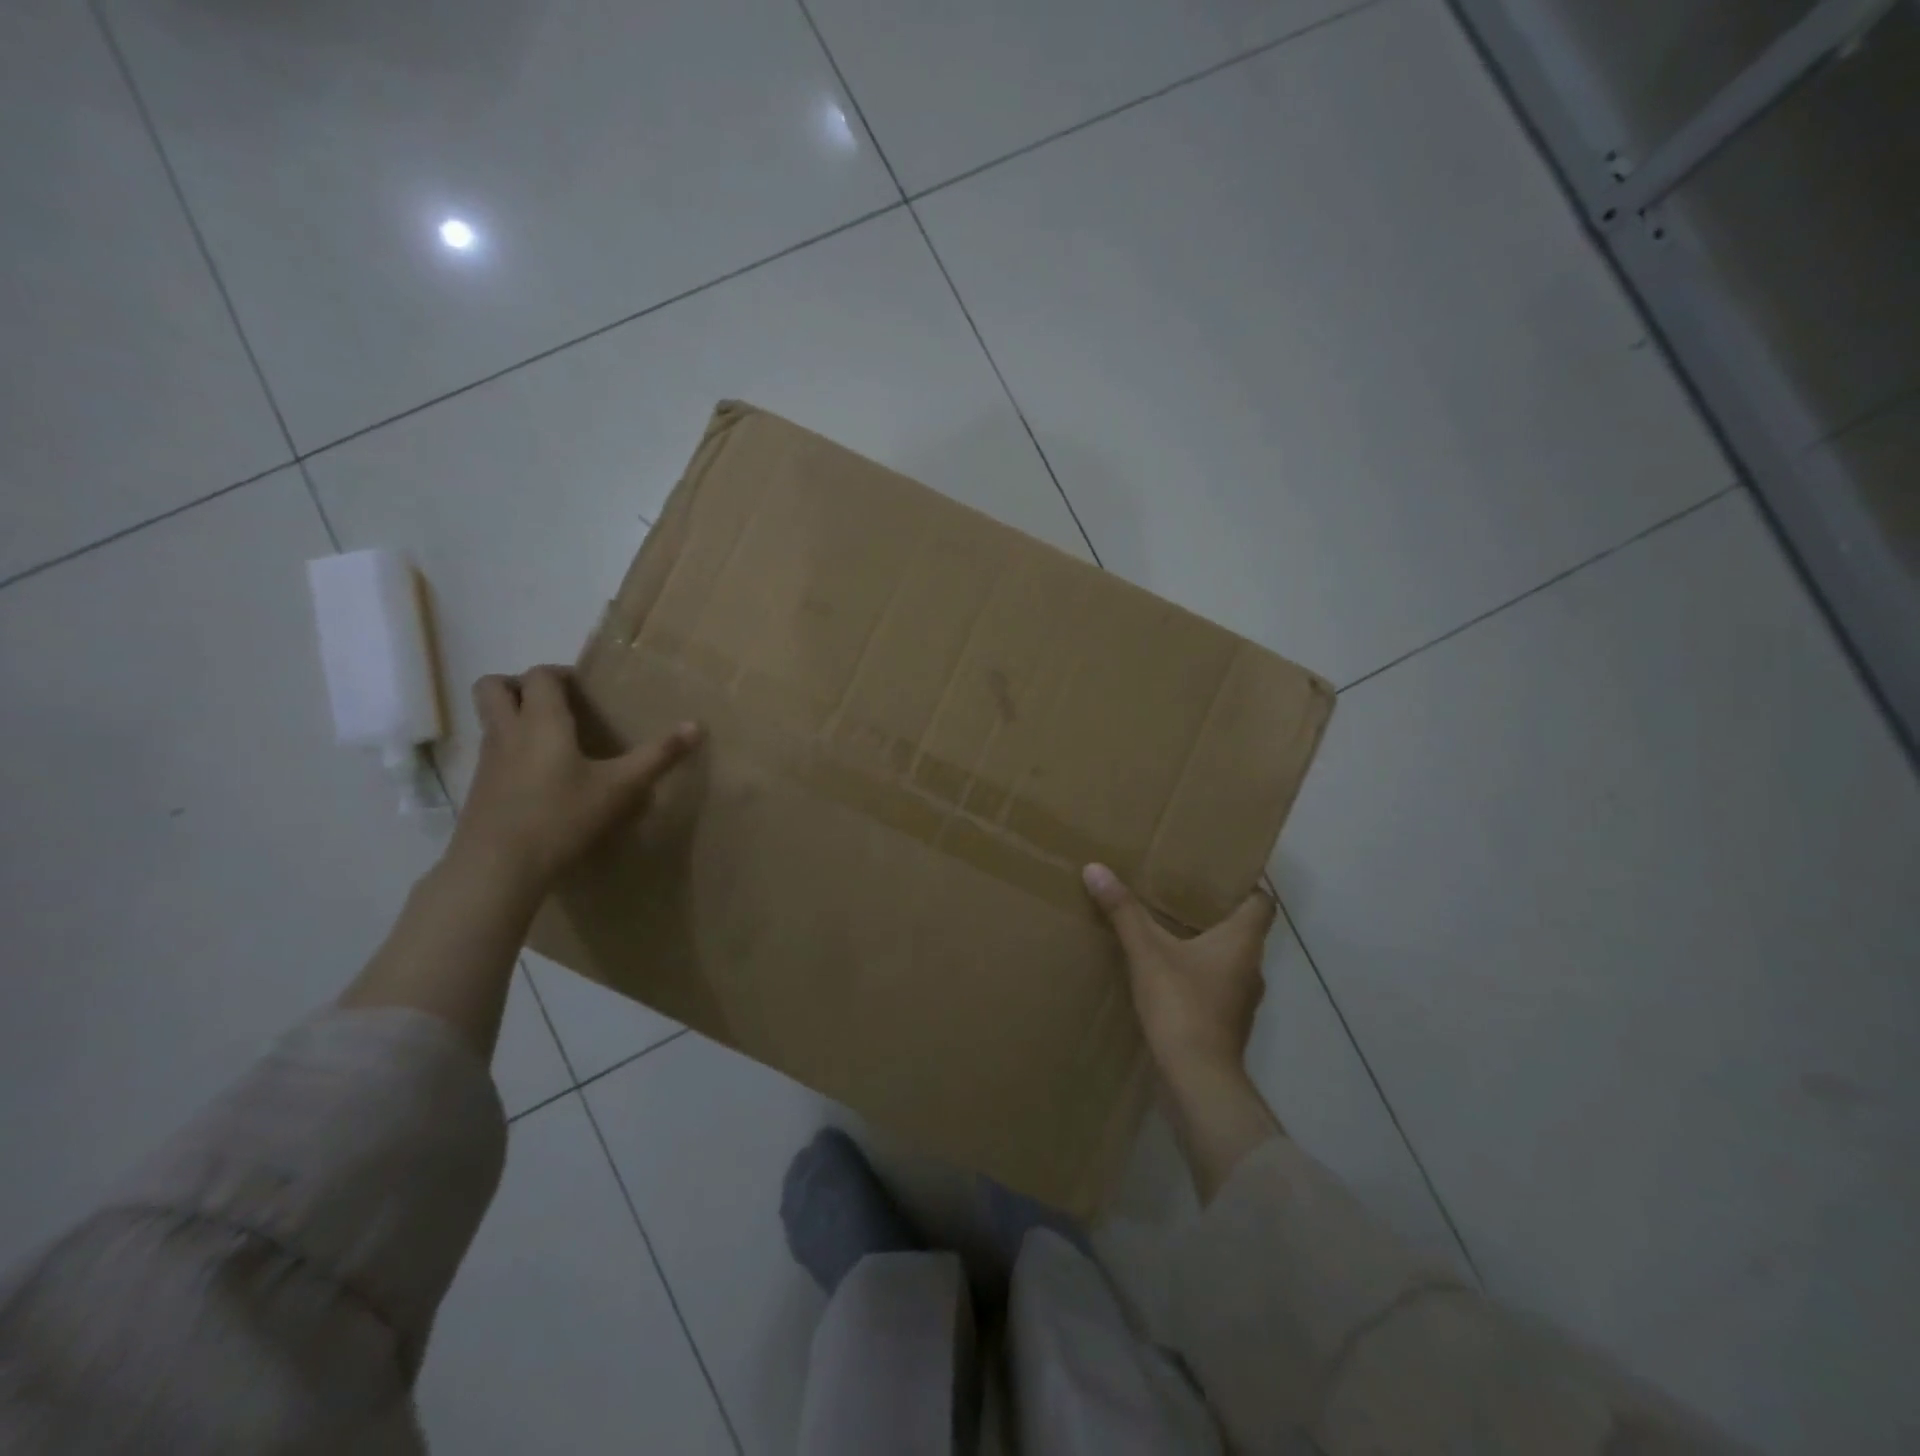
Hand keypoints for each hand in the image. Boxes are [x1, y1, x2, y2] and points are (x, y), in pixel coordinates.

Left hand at [449, 665, 703, 895]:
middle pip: (493, 686)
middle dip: (519, 685)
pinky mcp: (478, 789)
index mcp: (541, 721)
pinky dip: (510, 751)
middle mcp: (507, 731)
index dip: (560, 674)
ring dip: (512, 717)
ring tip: (550, 740)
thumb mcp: (620, 787)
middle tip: (555, 704)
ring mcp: (487, 761)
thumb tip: (696, 725)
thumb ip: (658, 755)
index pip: (539, 674)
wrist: (498, 866)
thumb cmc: (562, 816)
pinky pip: (491, 753)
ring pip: (489, 720)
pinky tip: (539, 779)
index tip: (585, 690)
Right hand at [1082, 863, 1275, 1083]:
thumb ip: (1124, 911)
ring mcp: (1241, 1000)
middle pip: (1243, 931)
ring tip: (1170, 931)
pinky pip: (1216, 987)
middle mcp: (1251, 967)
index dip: (1246, 887)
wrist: (1197, 1078)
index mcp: (1243, 942)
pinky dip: (1198, 976)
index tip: (1219, 876)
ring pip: (1229, 961)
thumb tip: (1095, 868)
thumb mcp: (1147, 953)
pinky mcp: (1226, 1024)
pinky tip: (1168, 974)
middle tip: (1181, 895)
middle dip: (1215, 914)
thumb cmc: (1182, 1005)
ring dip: (1206, 947)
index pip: (1262, 904)